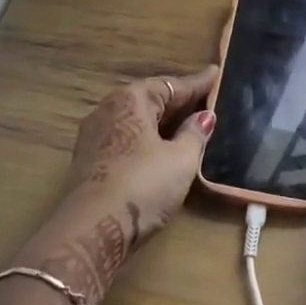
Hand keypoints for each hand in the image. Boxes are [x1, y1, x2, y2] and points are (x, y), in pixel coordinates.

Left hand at [63, 65, 218, 233]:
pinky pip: (126, 139)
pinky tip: (160, 149)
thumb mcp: (181, 159)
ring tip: (187, 124)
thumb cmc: (142, 185)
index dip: (197, 83)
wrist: (91, 231)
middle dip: (178, 102)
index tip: (216, 73)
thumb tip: (205, 116)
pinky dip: (147, 139)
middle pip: (150, 100)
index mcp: (131, 100)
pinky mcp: (89, 162)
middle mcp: (108, 110)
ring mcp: (94, 137)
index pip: (171, 85)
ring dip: (161, 122)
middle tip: (205, 100)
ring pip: (136, 121)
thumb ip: (195, 134)